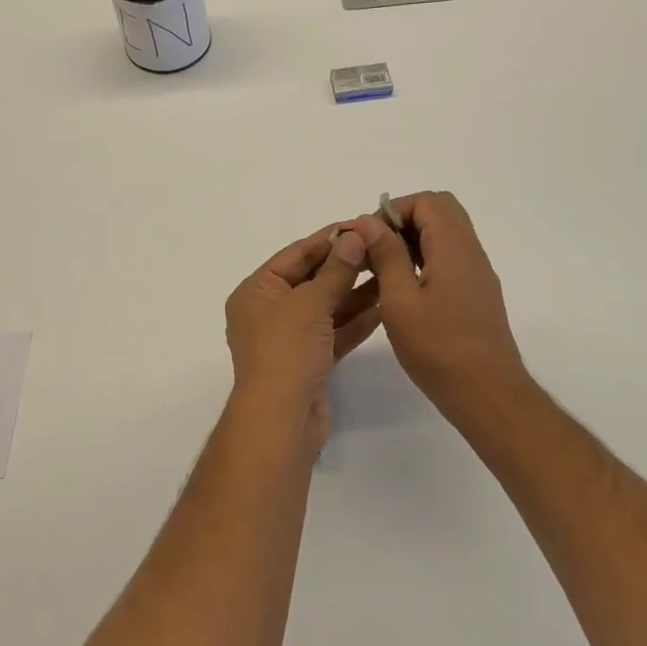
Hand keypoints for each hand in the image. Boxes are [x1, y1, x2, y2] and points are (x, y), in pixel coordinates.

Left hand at [224, 222, 382, 448]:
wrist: (281, 421)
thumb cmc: (286, 351)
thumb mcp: (310, 303)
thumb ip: (336, 270)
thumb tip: (355, 236)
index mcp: (256, 291)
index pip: (295, 255)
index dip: (328, 239)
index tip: (360, 224)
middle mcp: (269, 311)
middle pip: (311, 279)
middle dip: (345, 265)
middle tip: (382, 246)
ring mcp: (290, 338)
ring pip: (326, 307)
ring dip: (356, 291)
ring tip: (390, 271)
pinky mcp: (310, 362)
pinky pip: (334, 332)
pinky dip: (356, 320)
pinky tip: (385, 305)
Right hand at [365, 191, 527, 415]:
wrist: (488, 395)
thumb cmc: (439, 348)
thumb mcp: (400, 300)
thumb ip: (386, 255)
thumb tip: (369, 221)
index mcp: (454, 248)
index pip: (427, 201)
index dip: (394, 210)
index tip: (368, 236)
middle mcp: (471, 252)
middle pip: (441, 211)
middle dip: (404, 219)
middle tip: (376, 247)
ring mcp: (477, 273)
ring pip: (446, 234)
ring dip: (413, 239)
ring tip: (383, 268)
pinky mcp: (476, 294)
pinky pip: (451, 257)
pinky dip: (426, 258)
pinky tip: (404, 289)